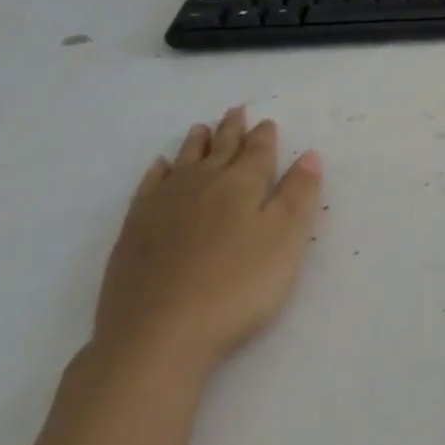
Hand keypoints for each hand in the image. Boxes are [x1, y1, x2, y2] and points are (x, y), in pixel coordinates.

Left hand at [93, 106, 322, 372]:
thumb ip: (299, 195)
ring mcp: (163, 205)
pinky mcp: (135, 231)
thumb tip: (309, 155)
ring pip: (184, 162)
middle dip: (231, 130)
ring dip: (196, 144)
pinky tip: (160, 168)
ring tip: (201, 128)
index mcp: (243, 184)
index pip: (258, 151)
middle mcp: (203, 184)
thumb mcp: (286, 240)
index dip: (265, 136)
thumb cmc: (237, 285)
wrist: (158, 334)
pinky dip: (158, 172)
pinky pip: (149, 187)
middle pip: (220, 149)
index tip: (267, 122)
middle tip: (235, 110)